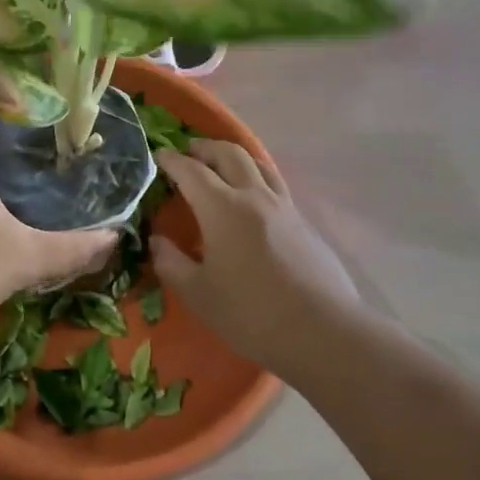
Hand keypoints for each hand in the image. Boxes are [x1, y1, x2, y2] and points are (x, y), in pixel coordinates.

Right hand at [152, 140, 363, 375]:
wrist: (322, 331)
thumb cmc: (251, 313)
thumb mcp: (198, 293)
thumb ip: (171, 263)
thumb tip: (157, 241)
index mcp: (223, 208)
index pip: (192, 172)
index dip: (172, 161)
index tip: (159, 154)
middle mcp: (255, 197)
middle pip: (230, 155)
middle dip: (206, 148)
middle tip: (189, 152)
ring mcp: (285, 208)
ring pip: (259, 164)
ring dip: (235, 157)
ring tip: (222, 165)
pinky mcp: (304, 224)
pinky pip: (275, 186)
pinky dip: (256, 179)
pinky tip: (251, 201)